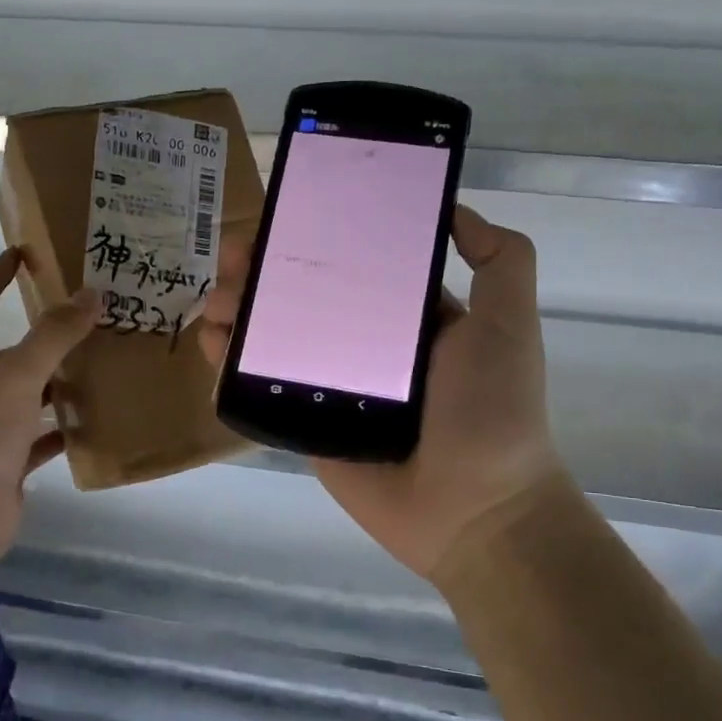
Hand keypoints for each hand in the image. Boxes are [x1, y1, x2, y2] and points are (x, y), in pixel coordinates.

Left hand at [0, 248, 98, 568]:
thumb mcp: (17, 377)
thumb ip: (53, 335)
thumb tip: (91, 295)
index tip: (24, 256)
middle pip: (7, 352)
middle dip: (44, 337)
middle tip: (89, 321)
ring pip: (27, 395)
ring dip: (58, 383)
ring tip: (102, 367)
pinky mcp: (5, 462)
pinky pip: (40, 437)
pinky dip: (63, 429)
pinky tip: (95, 421)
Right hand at [200, 205, 564, 583]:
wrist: (473, 509)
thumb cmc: (491, 410)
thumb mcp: (509, 323)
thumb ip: (501, 261)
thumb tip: (455, 211)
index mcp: (405, 317)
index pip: (350, 264)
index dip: (314, 238)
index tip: (282, 215)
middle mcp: (363, 346)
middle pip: (301, 297)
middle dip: (262, 271)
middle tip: (234, 257)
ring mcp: (328, 386)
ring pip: (272, 338)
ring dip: (238, 310)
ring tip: (217, 299)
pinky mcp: (303, 424)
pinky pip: (260, 388)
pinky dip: (229, 362)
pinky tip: (212, 341)